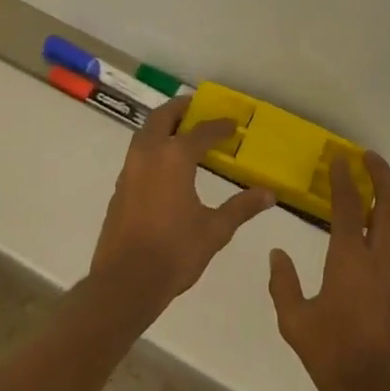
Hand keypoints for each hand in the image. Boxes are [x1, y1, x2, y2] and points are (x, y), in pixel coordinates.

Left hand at [90, 95, 275, 311]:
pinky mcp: (120, 189)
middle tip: (198, 108)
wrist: (125, 283)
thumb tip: (269, 194)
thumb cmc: (174, 252)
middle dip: (180, 109)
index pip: (201, 131)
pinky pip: (138, 154)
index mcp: (174, 158)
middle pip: (162, 117)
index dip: (220, 126)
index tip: (234, 125)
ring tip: (182, 132)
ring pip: (145, 134)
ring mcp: (129, 171)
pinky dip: (153, 147)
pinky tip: (166, 166)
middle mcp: (149, 154)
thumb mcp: (215, 229)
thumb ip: (241, 207)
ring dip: (162, 126)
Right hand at [267, 151, 389, 390]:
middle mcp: (380, 257)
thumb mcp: (296, 324)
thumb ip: (284, 285)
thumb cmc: (335, 357)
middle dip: (381, 174)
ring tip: (385, 182)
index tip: (339, 158)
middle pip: (388, 203)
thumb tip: (277, 254)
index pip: (349, 206)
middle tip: (368, 157)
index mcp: (350, 260)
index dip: (344, 179)